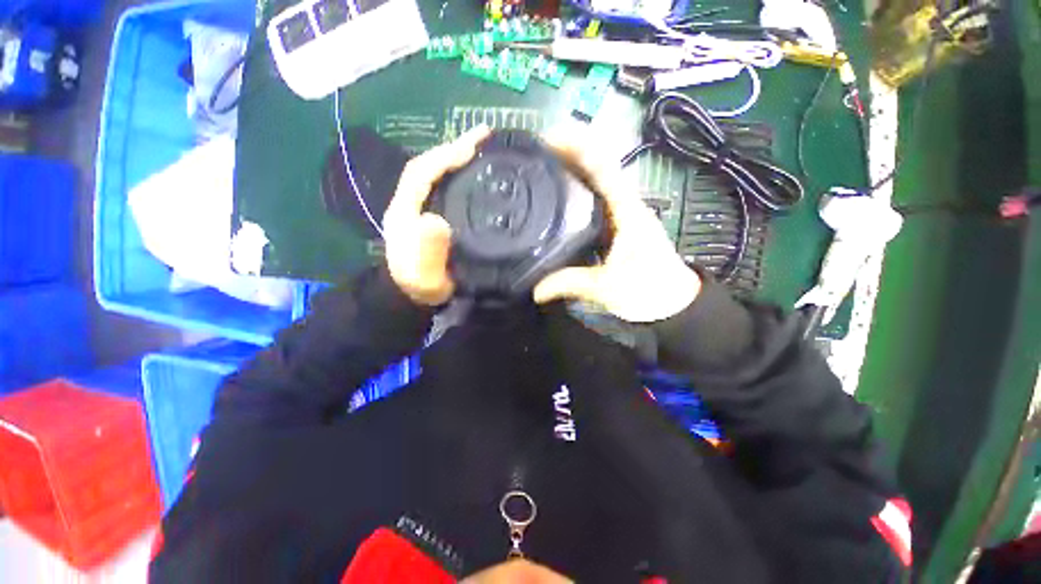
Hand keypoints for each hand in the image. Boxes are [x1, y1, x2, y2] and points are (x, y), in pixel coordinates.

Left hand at [383, 125, 491, 305]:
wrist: (416, 296)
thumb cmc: (421, 285)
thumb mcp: (423, 275)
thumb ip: (427, 252)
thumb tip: (436, 221)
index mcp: (405, 210)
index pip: (421, 172)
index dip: (445, 155)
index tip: (473, 145)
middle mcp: (412, 202)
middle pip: (431, 166)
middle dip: (455, 148)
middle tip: (485, 136)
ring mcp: (423, 207)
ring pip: (439, 175)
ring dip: (459, 159)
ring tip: (484, 148)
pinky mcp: (435, 215)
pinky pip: (447, 189)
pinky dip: (462, 177)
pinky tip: (478, 175)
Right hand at [533, 127, 701, 322]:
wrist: (676, 305)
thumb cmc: (648, 292)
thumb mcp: (606, 287)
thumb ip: (569, 284)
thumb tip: (535, 290)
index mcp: (627, 211)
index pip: (603, 166)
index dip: (578, 147)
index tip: (549, 139)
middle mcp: (625, 205)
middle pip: (598, 168)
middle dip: (569, 154)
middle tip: (535, 152)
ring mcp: (621, 216)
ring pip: (596, 184)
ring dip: (572, 171)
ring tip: (541, 168)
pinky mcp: (617, 228)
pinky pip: (594, 203)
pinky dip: (576, 194)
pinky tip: (557, 199)